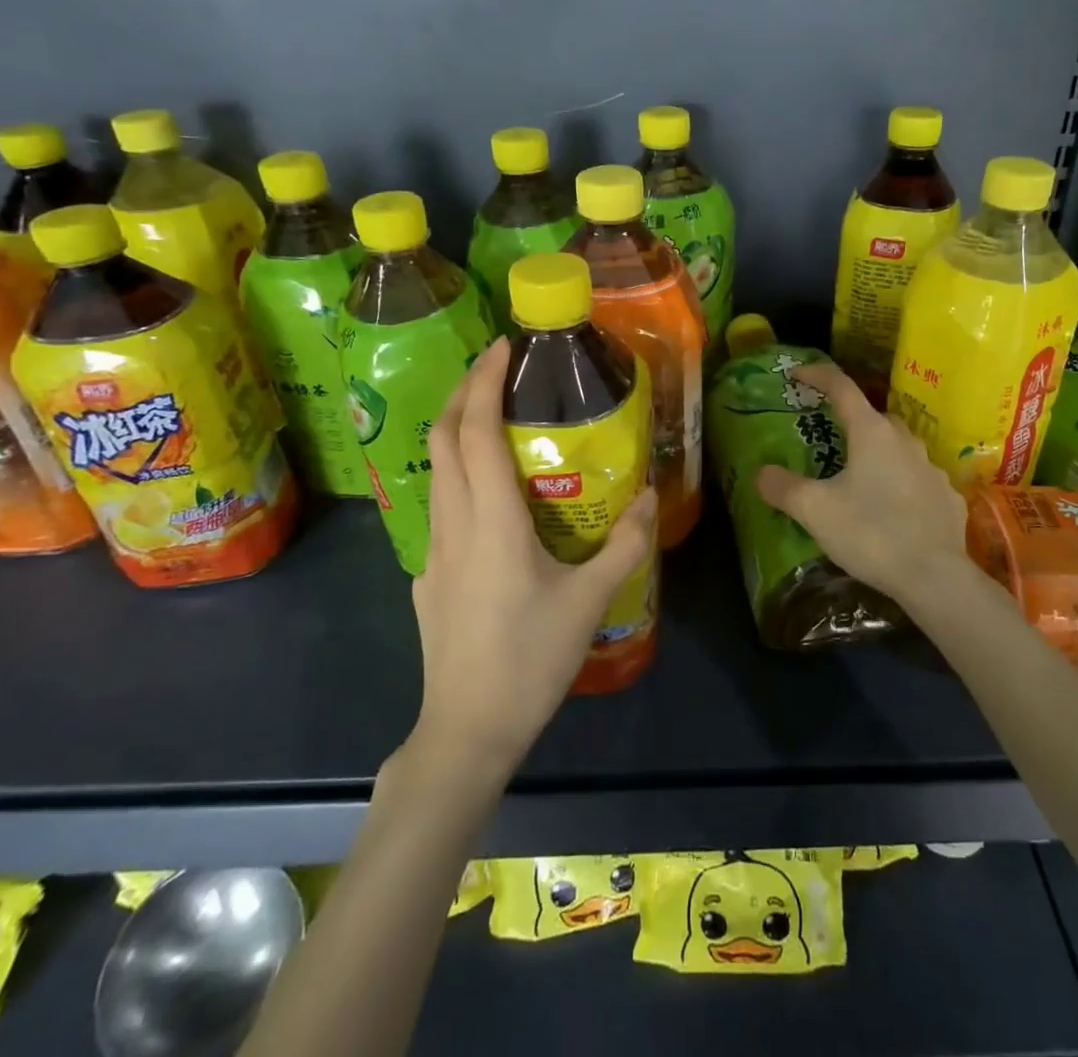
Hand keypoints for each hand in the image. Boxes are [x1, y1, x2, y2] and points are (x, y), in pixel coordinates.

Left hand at [410, 336, 658, 777]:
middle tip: (499, 367)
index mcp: (491, 522)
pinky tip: (493, 496)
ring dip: (459, 429)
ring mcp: (433, 550)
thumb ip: (623, 543)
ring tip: (498, 416)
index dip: (485, 382)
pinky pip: (442, 506)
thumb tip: (648, 496)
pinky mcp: (429, 575)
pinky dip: (461, 474)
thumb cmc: (530, 660)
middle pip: (443, 438)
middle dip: (466, 391)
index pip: (476, 432)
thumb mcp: (589, 601)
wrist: (467, 730)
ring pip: (436, 470)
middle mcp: (453, 523)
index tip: (504, 346)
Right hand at [756, 360, 968, 607]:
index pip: (842, 388)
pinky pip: (918, 481)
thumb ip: (783, 488)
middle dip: (851, 421)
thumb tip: (761, 473)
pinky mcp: (948, 498)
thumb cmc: (870, 532)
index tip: (797, 374)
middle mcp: (905, 442)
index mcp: (871, 433)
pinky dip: (902, 485)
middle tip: (830, 438)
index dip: (817, 376)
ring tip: (860, 479)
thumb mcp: (814, 511)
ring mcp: (932, 469)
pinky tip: (892, 510)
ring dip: (878, 455)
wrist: (934, 577)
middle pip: (873, 418)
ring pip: (899, 449)